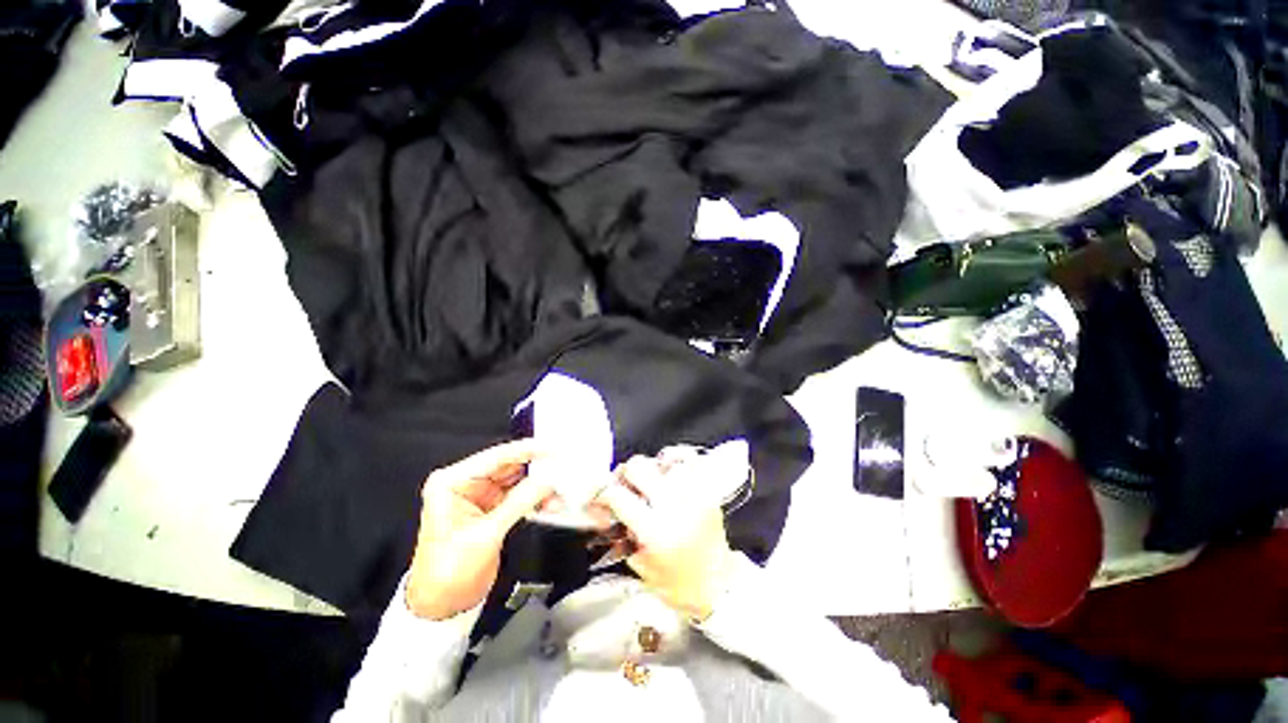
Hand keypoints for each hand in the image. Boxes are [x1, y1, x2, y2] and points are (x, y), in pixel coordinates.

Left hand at [405, 440, 554, 620]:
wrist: (441, 607)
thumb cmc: (447, 573)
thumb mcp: (485, 535)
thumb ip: (518, 503)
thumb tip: (547, 480)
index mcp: (452, 482)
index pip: (495, 457)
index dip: (526, 450)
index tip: (552, 448)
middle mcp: (466, 483)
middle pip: (509, 465)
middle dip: (537, 468)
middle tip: (561, 467)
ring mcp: (481, 495)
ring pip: (518, 479)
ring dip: (539, 485)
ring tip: (558, 491)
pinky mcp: (493, 508)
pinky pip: (520, 495)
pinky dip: (536, 498)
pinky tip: (550, 504)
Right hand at [592, 454, 736, 621]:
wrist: (718, 584)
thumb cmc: (676, 583)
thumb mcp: (639, 565)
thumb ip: (619, 533)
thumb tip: (603, 509)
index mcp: (654, 530)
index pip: (617, 495)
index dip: (601, 494)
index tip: (599, 498)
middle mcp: (674, 505)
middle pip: (637, 466)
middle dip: (624, 475)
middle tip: (623, 488)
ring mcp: (693, 493)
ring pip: (660, 459)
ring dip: (649, 469)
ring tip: (647, 483)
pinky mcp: (706, 489)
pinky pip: (688, 458)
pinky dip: (674, 458)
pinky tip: (667, 468)